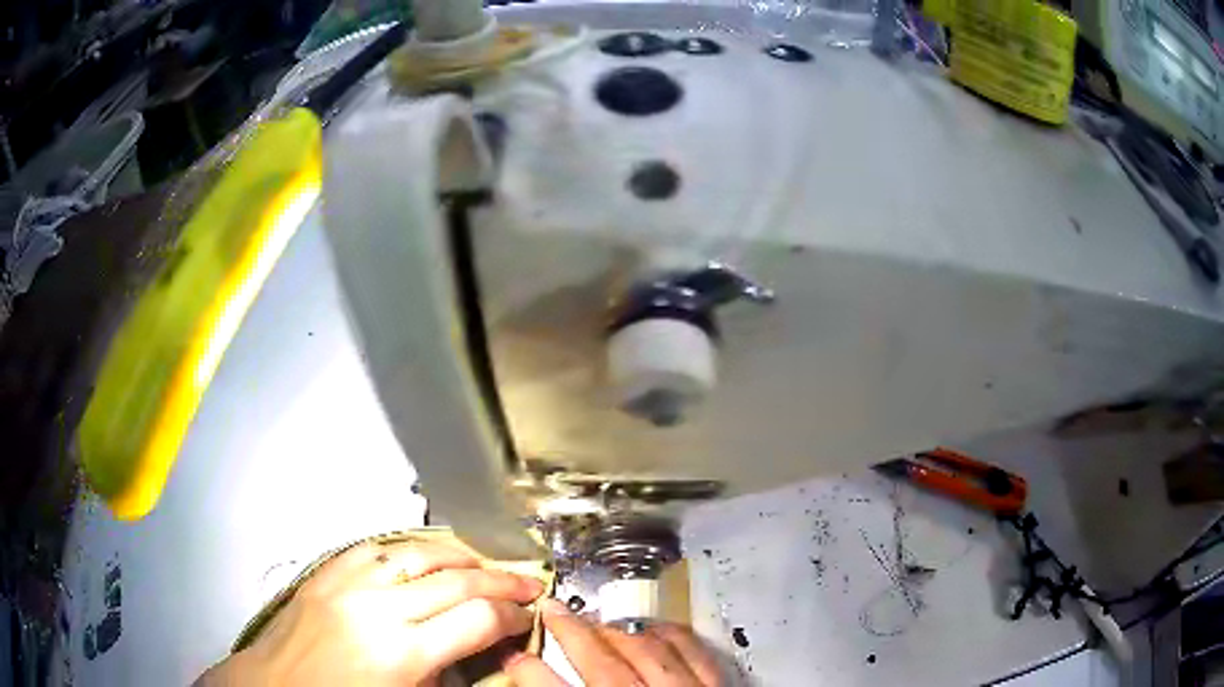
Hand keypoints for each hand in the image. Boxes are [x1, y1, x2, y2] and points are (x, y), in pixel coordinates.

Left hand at [197, 541, 543, 685]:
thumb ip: (446, 675)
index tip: (528, 617)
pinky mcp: (326, 570)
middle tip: (527, 583)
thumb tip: (479, 651)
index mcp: (400, 654)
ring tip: (484, 563)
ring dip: (460, 555)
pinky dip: (411, 548)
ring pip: (419, 551)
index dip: (513, 615)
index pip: (477, 619)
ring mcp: (347, 582)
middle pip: (456, 578)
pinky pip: (377, 546)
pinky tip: (427, 555)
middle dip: (501, 580)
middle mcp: (376, 608)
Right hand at [504, 599, 722, 686]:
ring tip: (598, 618)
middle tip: (552, 609)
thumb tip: (536, 676)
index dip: (529, 671)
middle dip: (572, 633)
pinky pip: (695, 652)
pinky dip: (672, 635)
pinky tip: (658, 626)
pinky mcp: (720, 686)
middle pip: (603, 663)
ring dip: (619, 630)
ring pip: (649, 651)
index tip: (512, 656)